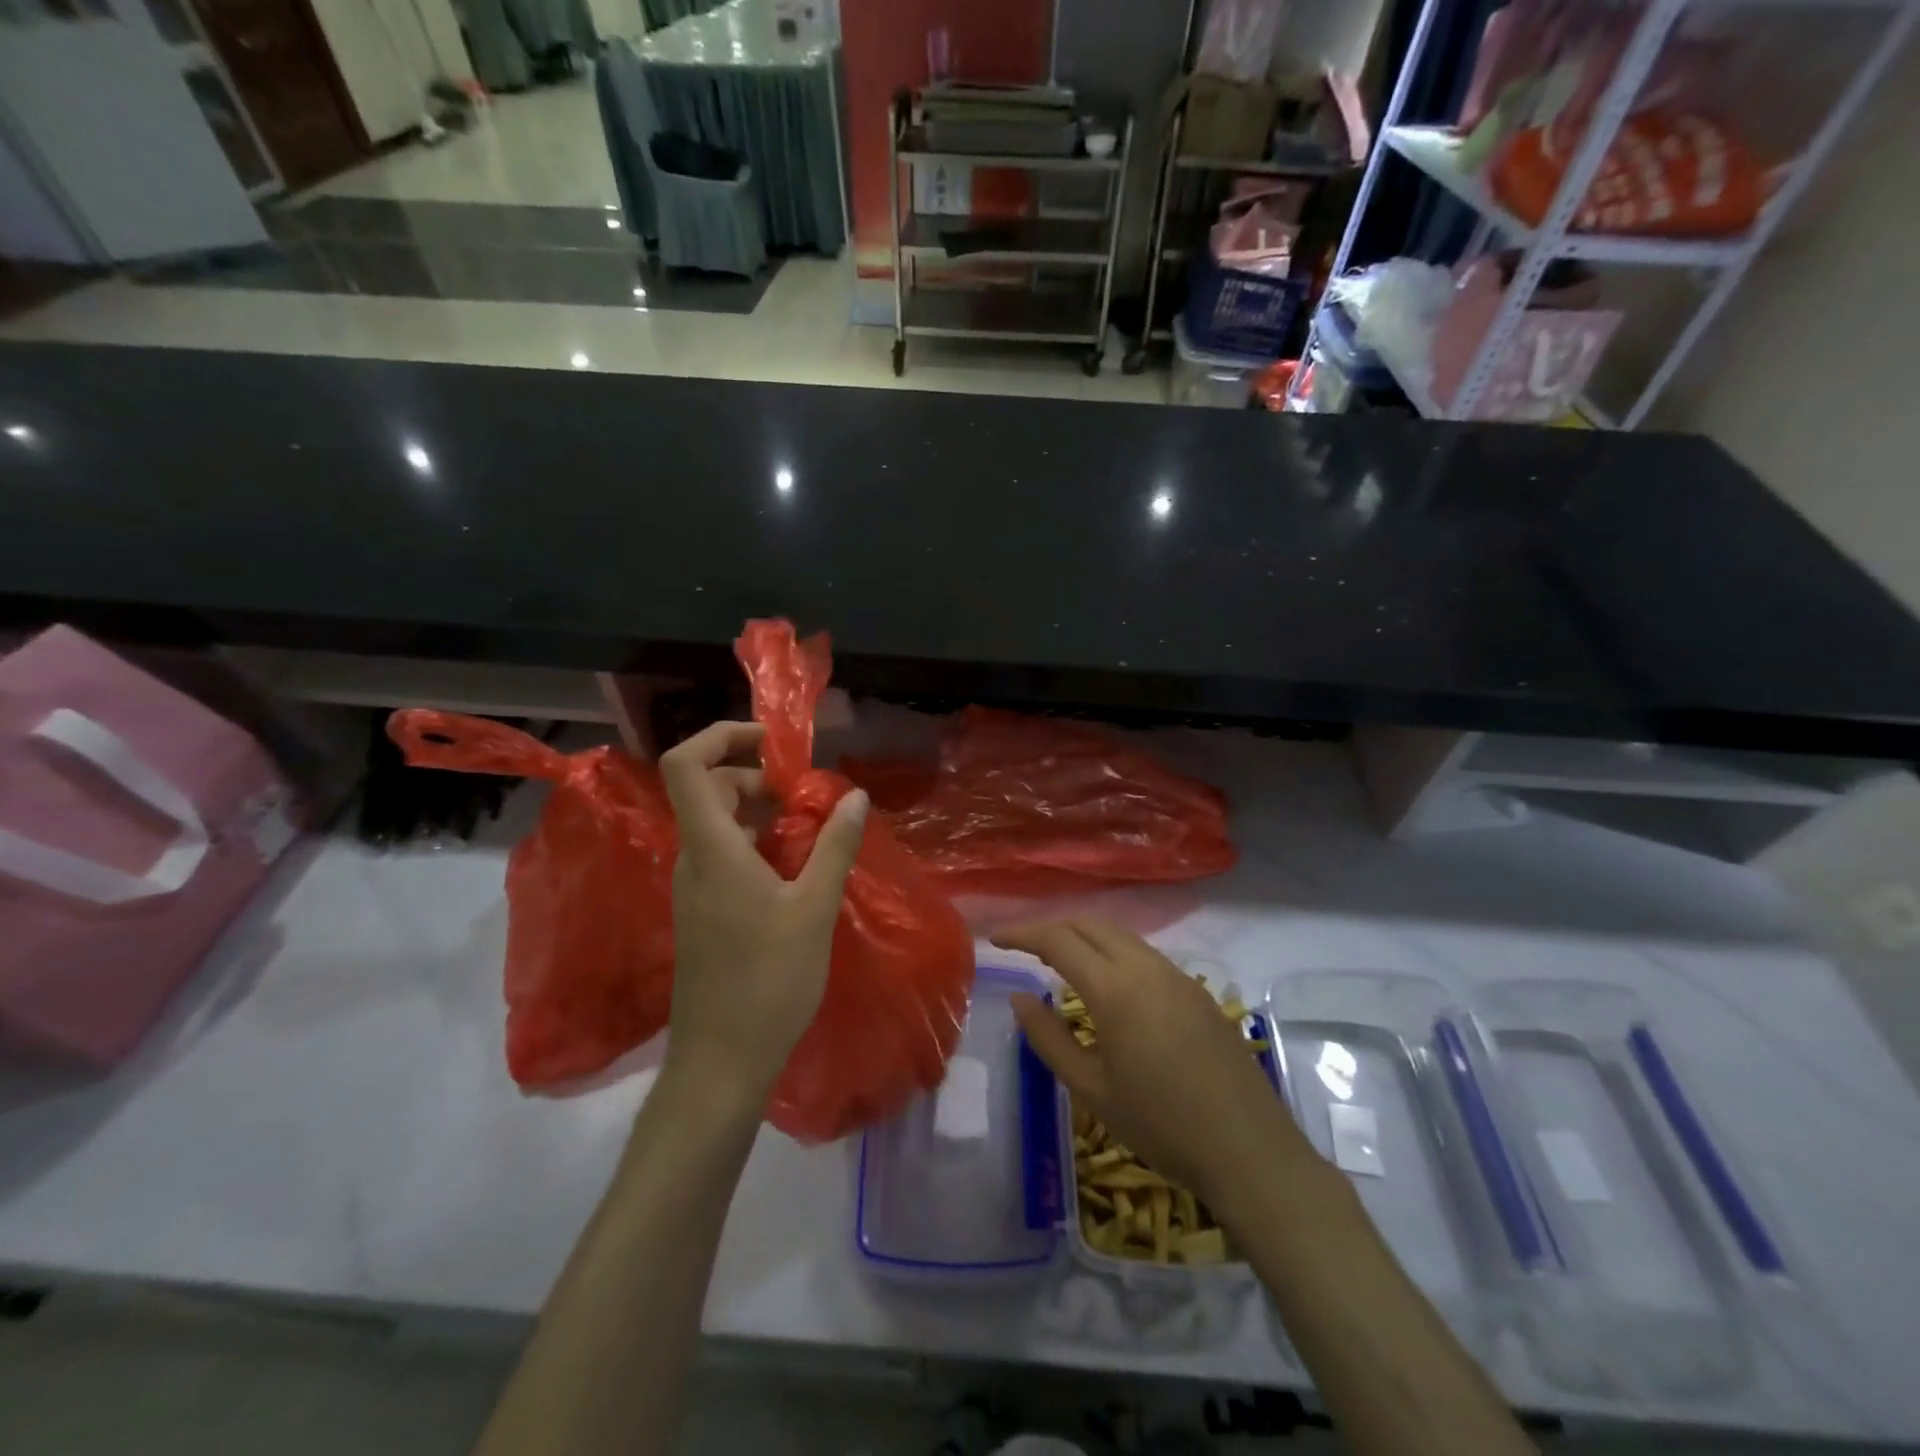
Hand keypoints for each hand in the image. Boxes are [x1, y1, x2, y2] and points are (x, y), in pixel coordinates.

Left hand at [659, 721, 868, 1102]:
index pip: (685, 765)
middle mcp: (693, 860)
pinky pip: (724, 855)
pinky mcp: (703, 911)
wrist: (722, 1061)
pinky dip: (756, 843)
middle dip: (755, 776)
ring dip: (759, 811)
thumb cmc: (768, 982)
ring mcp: (694, 888)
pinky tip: (795, 869)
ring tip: (810, 829)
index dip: (721, 737)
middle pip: (708, 789)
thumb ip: (834, 846)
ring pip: (717, 824)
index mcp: (712, 850)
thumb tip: (855, 795)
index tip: (772, 744)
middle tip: (806, 795)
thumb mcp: (814, 909)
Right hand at [999, 919, 1301, 1213]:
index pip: (1058, 940)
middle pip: (1091, 923)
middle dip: (1052, 925)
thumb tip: (1020, 998)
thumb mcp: (1092, 1089)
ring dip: (1085, 936)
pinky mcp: (1198, 991)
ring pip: (1121, 936)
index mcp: (1115, 990)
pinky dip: (1114, 952)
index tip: (996, 939)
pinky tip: (1107, 983)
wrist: (1250, 1151)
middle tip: (1023, 946)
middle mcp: (1147, 968)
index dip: (1023, 933)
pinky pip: (1146, 955)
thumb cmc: (1161, 1126)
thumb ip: (1049, 1038)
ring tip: (1059, 959)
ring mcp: (1178, 976)